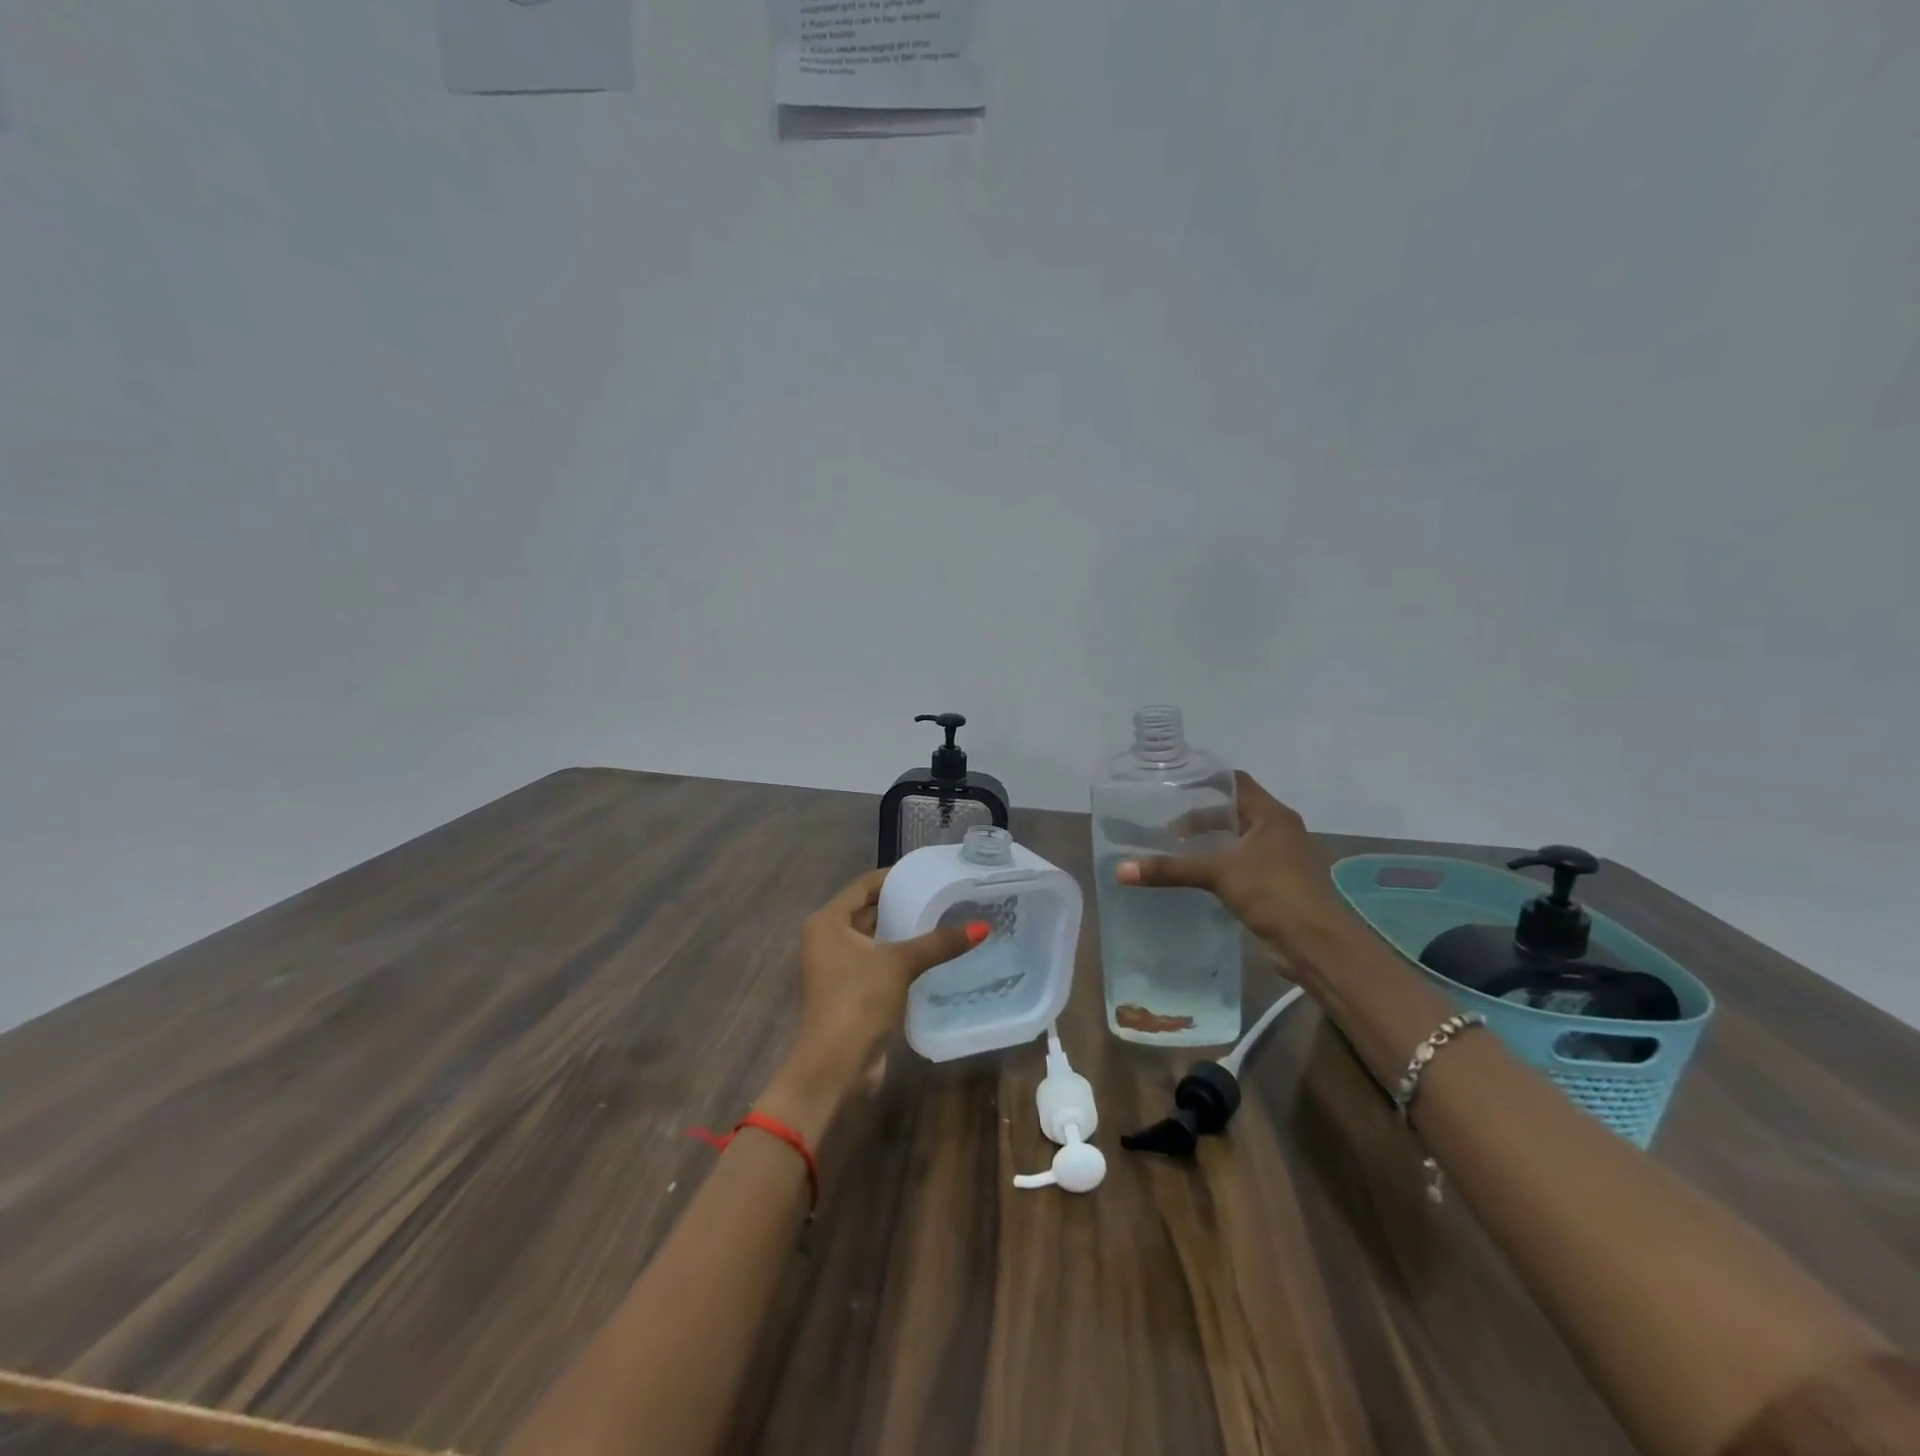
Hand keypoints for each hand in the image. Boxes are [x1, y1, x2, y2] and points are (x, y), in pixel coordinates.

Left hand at [759, 868, 985, 1142]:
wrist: (834, 1068)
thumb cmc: (858, 1001)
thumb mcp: (899, 964)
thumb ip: (938, 943)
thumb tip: (982, 927)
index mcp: (827, 922)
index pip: (864, 886)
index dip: (894, 877)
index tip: (928, 874)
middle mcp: (826, 940)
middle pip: (869, 912)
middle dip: (902, 905)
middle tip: (942, 897)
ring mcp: (836, 968)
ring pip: (875, 940)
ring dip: (903, 934)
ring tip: (944, 922)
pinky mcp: (850, 992)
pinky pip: (878, 964)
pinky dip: (900, 959)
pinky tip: (932, 956)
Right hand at [1115, 772, 1364, 981]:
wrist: (1317, 944)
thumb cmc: (1273, 893)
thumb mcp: (1217, 874)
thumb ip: (1170, 869)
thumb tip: (1120, 870)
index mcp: (1272, 815)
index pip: (1236, 782)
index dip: (1206, 781)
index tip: (1173, 788)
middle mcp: (1280, 830)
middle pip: (1236, 811)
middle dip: (1202, 817)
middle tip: (1167, 826)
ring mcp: (1283, 858)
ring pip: (1240, 839)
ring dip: (1213, 843)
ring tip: (1178, 850)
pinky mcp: (1280, 884)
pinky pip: (1245, 864)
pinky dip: (1223, 864)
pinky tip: (1200, 877)